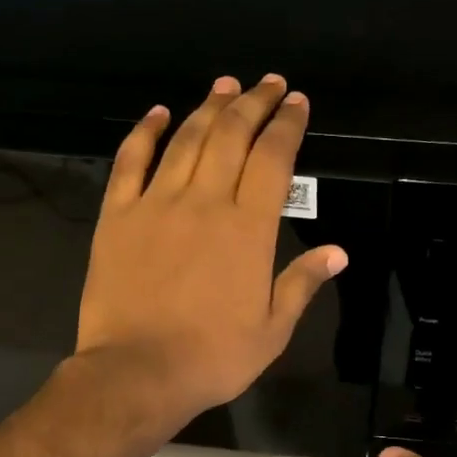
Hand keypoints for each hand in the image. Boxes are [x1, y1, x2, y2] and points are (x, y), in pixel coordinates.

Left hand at [75, 75, 347, 428]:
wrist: (137, 373)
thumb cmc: (213, 357)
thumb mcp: (273, 329)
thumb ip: (303, 283)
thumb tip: (338, 252)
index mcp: (249, 228)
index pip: (274, 159)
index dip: (287, 124)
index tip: (297, 102)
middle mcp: (206, 202)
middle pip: (232, 135)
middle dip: (254, 103)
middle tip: (268, 83)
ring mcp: (157, 204)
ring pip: (187, 139)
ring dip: (209, 107)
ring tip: (226, 85)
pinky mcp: (118, 215)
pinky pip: (130, 161)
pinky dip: (145, 132)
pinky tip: (158, 112)